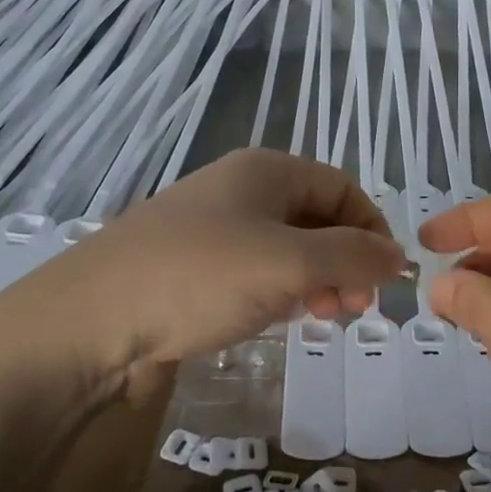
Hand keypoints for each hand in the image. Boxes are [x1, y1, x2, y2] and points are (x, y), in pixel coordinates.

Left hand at [0, 149, 404, 394]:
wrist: (91, 319)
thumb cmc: (200, 277)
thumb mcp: (290, 263)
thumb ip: (353, 257)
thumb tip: (399, 257)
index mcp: (267, 171)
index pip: (344, 189)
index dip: (373, 229)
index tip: (385, 279)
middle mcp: (242, 191)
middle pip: (317, 218)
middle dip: (346, 261)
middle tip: (353, 308)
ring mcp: (214, 229)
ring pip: (287, 248)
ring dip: (316, 280)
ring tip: (322, 317)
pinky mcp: (193, 268)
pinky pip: (255, 271)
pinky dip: (279, 291)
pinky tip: (278, 318)